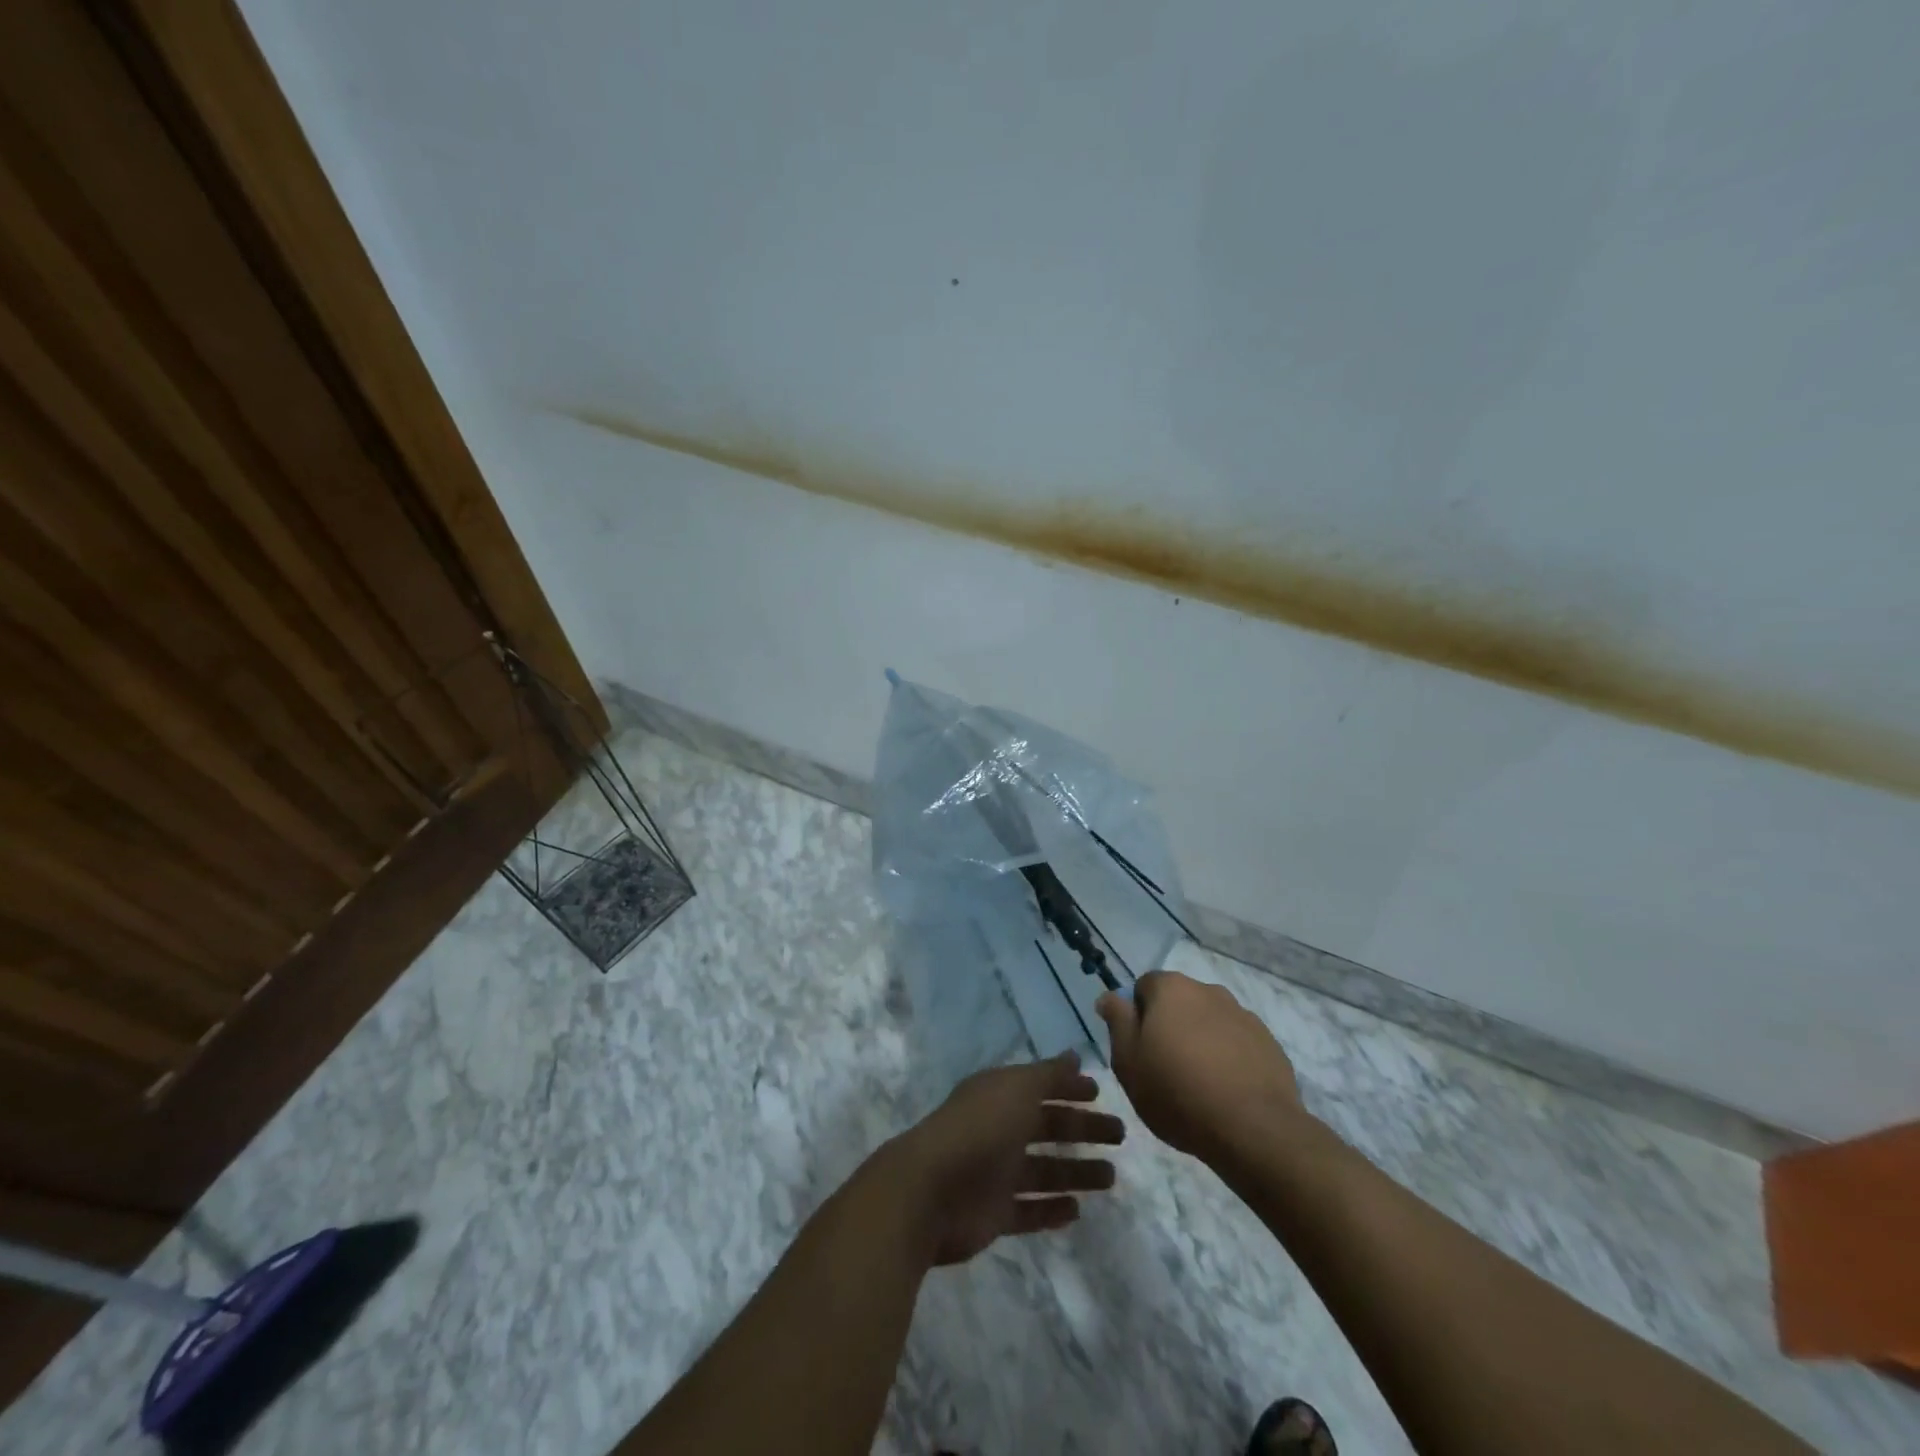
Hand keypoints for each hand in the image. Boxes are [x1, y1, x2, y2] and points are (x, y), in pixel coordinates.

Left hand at [891, 1052, 1123, 1265]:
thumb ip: (1048, 1075)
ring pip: (1044, 1169)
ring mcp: (995, 1173)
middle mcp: (998, 1129)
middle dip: (1082, 1128)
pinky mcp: (994, 1213)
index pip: (1040, 1087)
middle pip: (1047, 1126)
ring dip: (1075, 1171)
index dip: (1069, 1088)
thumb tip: (1075, 1056)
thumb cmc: (979, 1130)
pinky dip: (1051, 1208)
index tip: (1101, 1093)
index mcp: (999, 1095)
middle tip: (1119, 1135)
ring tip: (1110, 1177)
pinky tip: (1077, 1209)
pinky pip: (1030, 1209)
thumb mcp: (1018, 1090)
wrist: (930, 1192)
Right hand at [1097, 971, 1307, 1165]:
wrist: (1253, 1130)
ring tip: (1199, 1084)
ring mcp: (1243, 1015)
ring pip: (1210, 1022)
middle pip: (1179, 1002)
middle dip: (1171, 1026)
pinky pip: (1237, 1043)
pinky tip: (1227, 1091)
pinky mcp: (1268, 1043)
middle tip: (1165, 1068)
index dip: (1137, 1016)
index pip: (1144, 987)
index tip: (1140, 1050)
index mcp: (1171, 989)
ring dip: (1201, 1041)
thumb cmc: (1177, 1092)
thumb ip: (1117, 1021)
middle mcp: (1208, 990)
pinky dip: (1229, 1058)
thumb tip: (1109, 997)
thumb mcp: (1128, 1061)